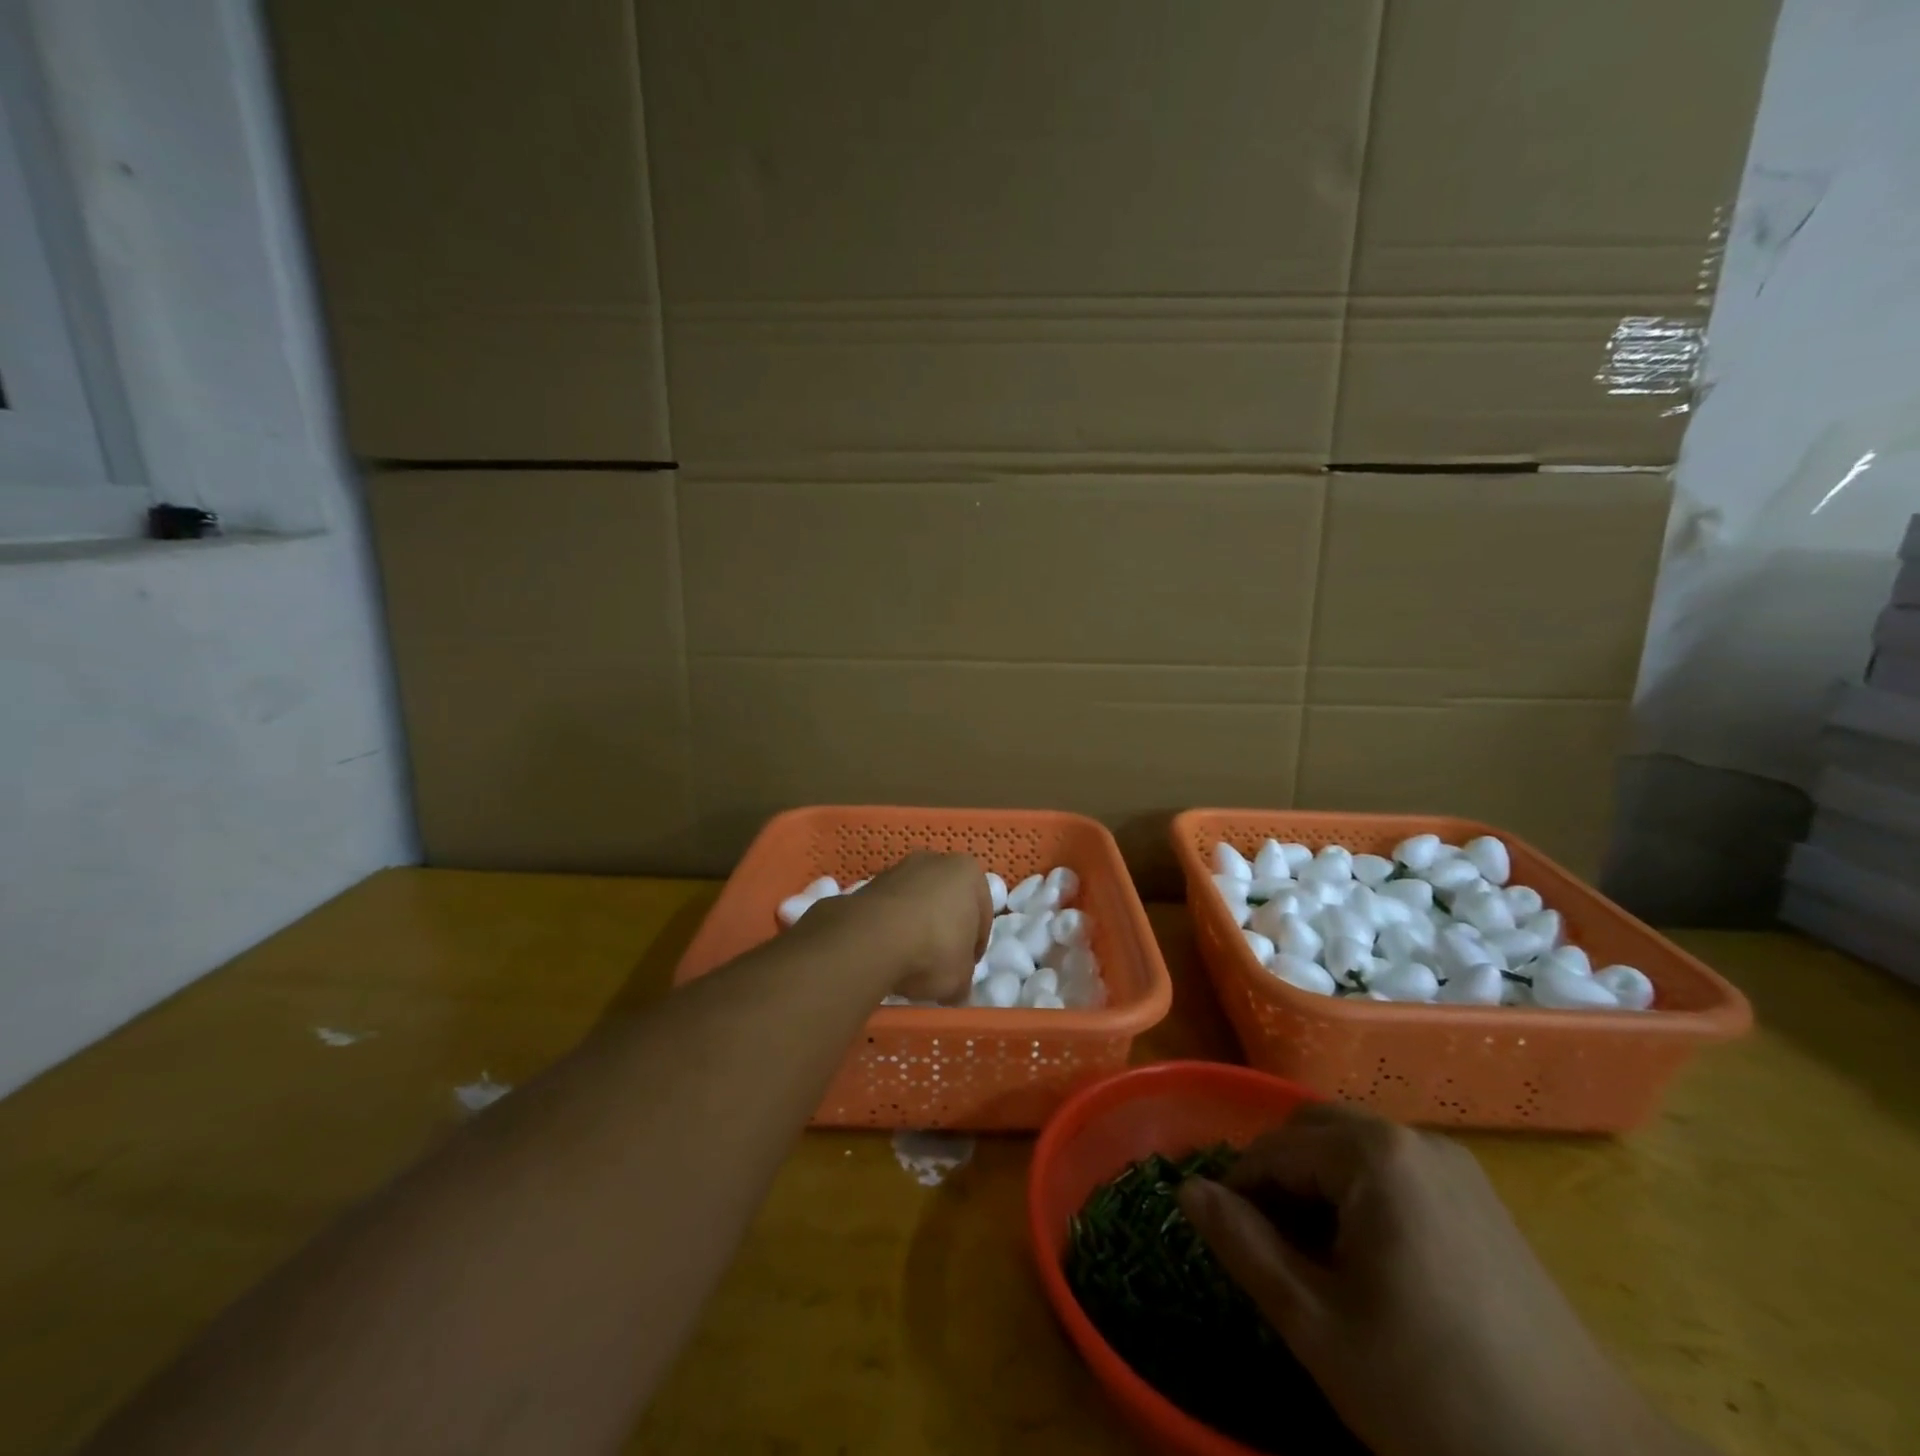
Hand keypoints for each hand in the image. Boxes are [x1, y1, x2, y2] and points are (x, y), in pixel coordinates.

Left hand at [802, 851, 990, 1002]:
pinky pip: (890, 911)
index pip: (982, 915)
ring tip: (909, 963)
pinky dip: (891, 929)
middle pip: (948, 903)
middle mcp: (935, 861)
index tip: (965, 971)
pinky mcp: (870, 883)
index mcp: (968, 873)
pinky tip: (887, 954)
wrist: (872, 938)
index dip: (975, 948)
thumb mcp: (960, 978)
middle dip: (945, 931)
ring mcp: (899, 869)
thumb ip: (963, 981)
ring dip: (916, 929)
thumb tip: (956, 992)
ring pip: (917, 904)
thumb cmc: (934, 949)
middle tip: (940, 966)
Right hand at [1178, 1104, 1701, 1455]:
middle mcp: (1413, 1139)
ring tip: (1317, 1259)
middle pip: (1313, 1131)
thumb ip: (1242, 1246)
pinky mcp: (1482, 1200)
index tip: (1230, 1243)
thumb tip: (1186, 1190)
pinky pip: (1396, 1171)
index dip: (1240, 1191)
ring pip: (1353, 1149)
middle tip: (1271, 1248)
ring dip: (1318, 1185)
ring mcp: (1455, 1167)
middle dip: (1279, 1178)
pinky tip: (1373, 1263)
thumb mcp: (1317, 1325)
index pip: (1274, 1148)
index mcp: (1374, 1155)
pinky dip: (1362, 1195)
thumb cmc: (1434, 1390)